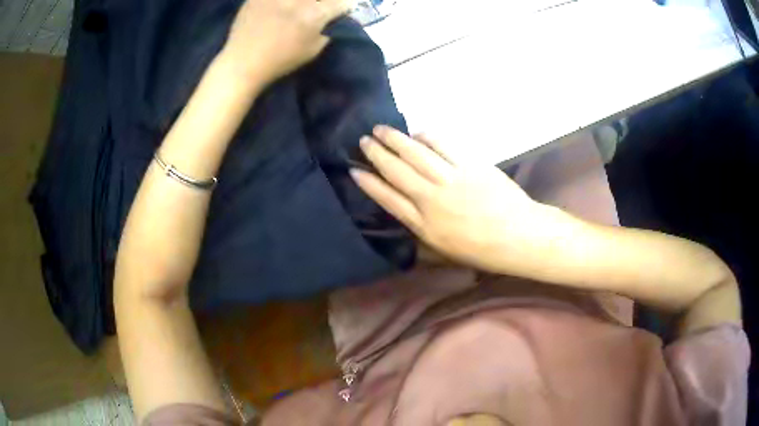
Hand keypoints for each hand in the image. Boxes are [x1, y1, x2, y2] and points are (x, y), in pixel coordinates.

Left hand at [223, 0, 351, 85]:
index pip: (341, 2)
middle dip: (320, 3)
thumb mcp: (313, 49)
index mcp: (314, 14)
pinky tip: (277, 8)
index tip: (336, 12)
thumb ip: (327, 28)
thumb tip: (333, 17)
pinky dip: (278, 3)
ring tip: (293, 10)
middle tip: (315, 8)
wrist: (243, 62)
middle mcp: (297, 0)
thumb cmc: (280, 60)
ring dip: (300, 3)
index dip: (341, 7)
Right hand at [351, 126, 543, 272]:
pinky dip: (427, 137)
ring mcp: (451, 179)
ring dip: (396, 139)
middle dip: (377, 154)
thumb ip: (422, 229)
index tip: (354, 170)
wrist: (519, 236)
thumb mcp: (445, 249)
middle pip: (397, 171)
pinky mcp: (470, 165)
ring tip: (382, 129)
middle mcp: (432, 199)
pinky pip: (443, 146)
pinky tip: (417, 132)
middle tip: (364, 140)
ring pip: (415, 154)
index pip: (388, 199)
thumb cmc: (482, 249)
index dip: (369, 183)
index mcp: (424, 225)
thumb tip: (404, 209)